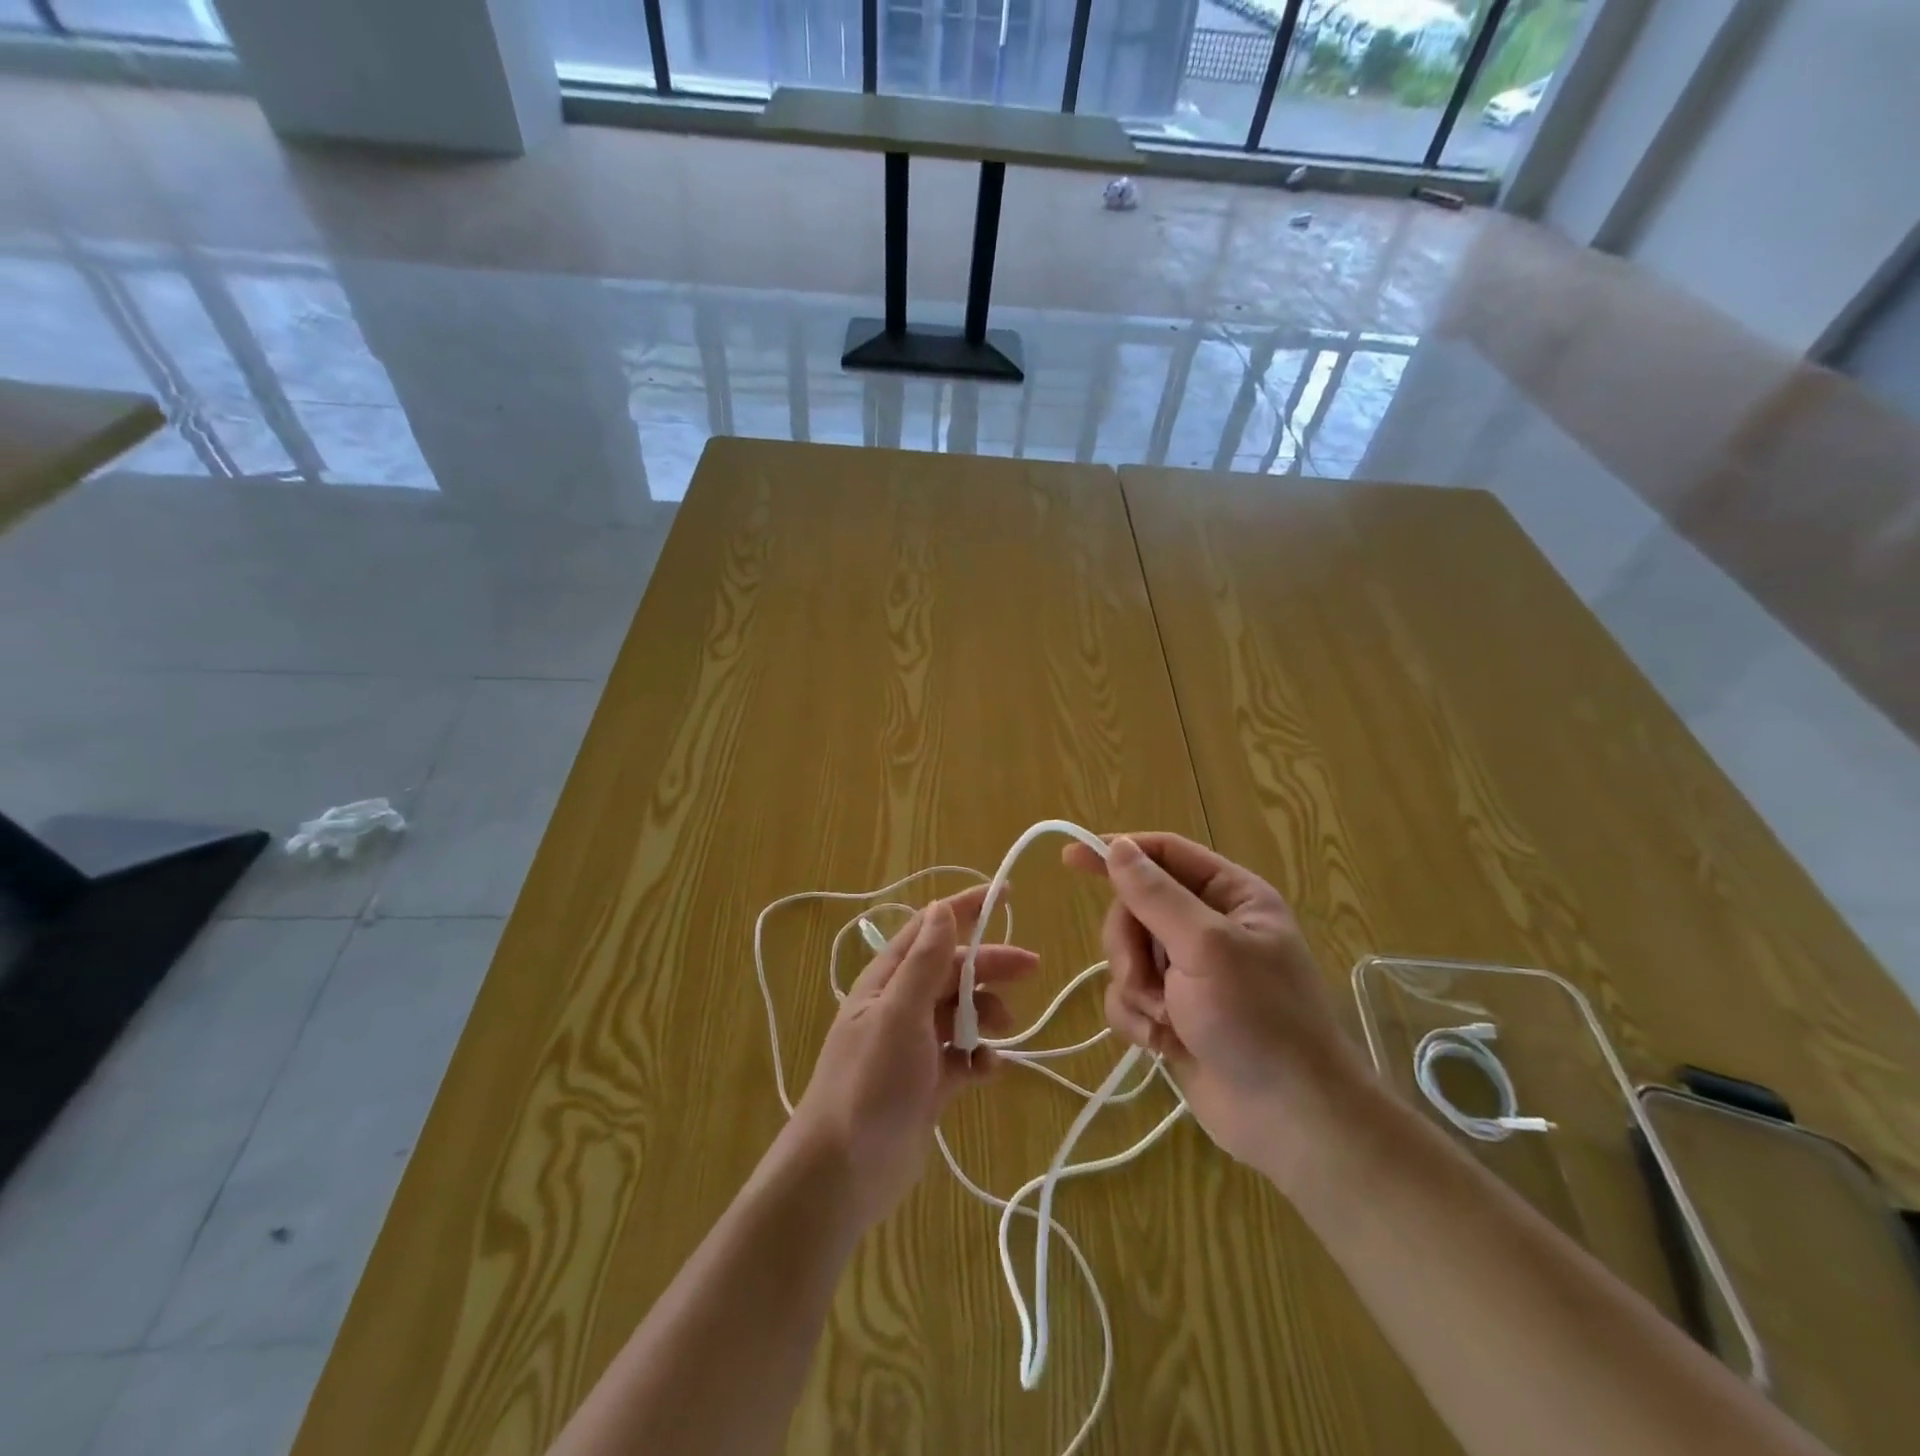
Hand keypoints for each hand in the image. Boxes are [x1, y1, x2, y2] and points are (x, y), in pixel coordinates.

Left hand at [787, 886, 1036, 1230]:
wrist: (843, 1173)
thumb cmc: (869, 1083)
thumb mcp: (898, 1015)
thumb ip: (923, 963)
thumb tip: (941, 909)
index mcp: (887, 981)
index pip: (929, 930)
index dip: (964, 909)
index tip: (1005, 893)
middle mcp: (900, 1006)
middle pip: (953, 971)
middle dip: (990, 966)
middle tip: (1032, 968)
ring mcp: (914, 1045)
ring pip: (961, 1012)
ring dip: (986, 1014)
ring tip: (1004, 1030)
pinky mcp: (927, 1082)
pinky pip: (962, 1056)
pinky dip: (979, 1058)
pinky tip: (987, 1071)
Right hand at [1062, 833, 1372, 1187]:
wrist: (1290, 1121)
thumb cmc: (1259, 1020)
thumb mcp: (1206, 947)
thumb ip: (1156, 895)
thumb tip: (1117, 847)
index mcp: (1230, 896)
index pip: (1165, 854)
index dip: (1119, 852)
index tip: (1071, 859)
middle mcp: (1207, 926)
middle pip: (1135, 908)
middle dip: (1131, 947)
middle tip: (1147, 980)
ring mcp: (1188, 972)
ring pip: (1125, 954)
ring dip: (1136, 989)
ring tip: (1166, 1021)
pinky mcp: (1171, 1011)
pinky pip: (1127, 996)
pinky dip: (1137, 1019)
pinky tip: (1164, 1044)